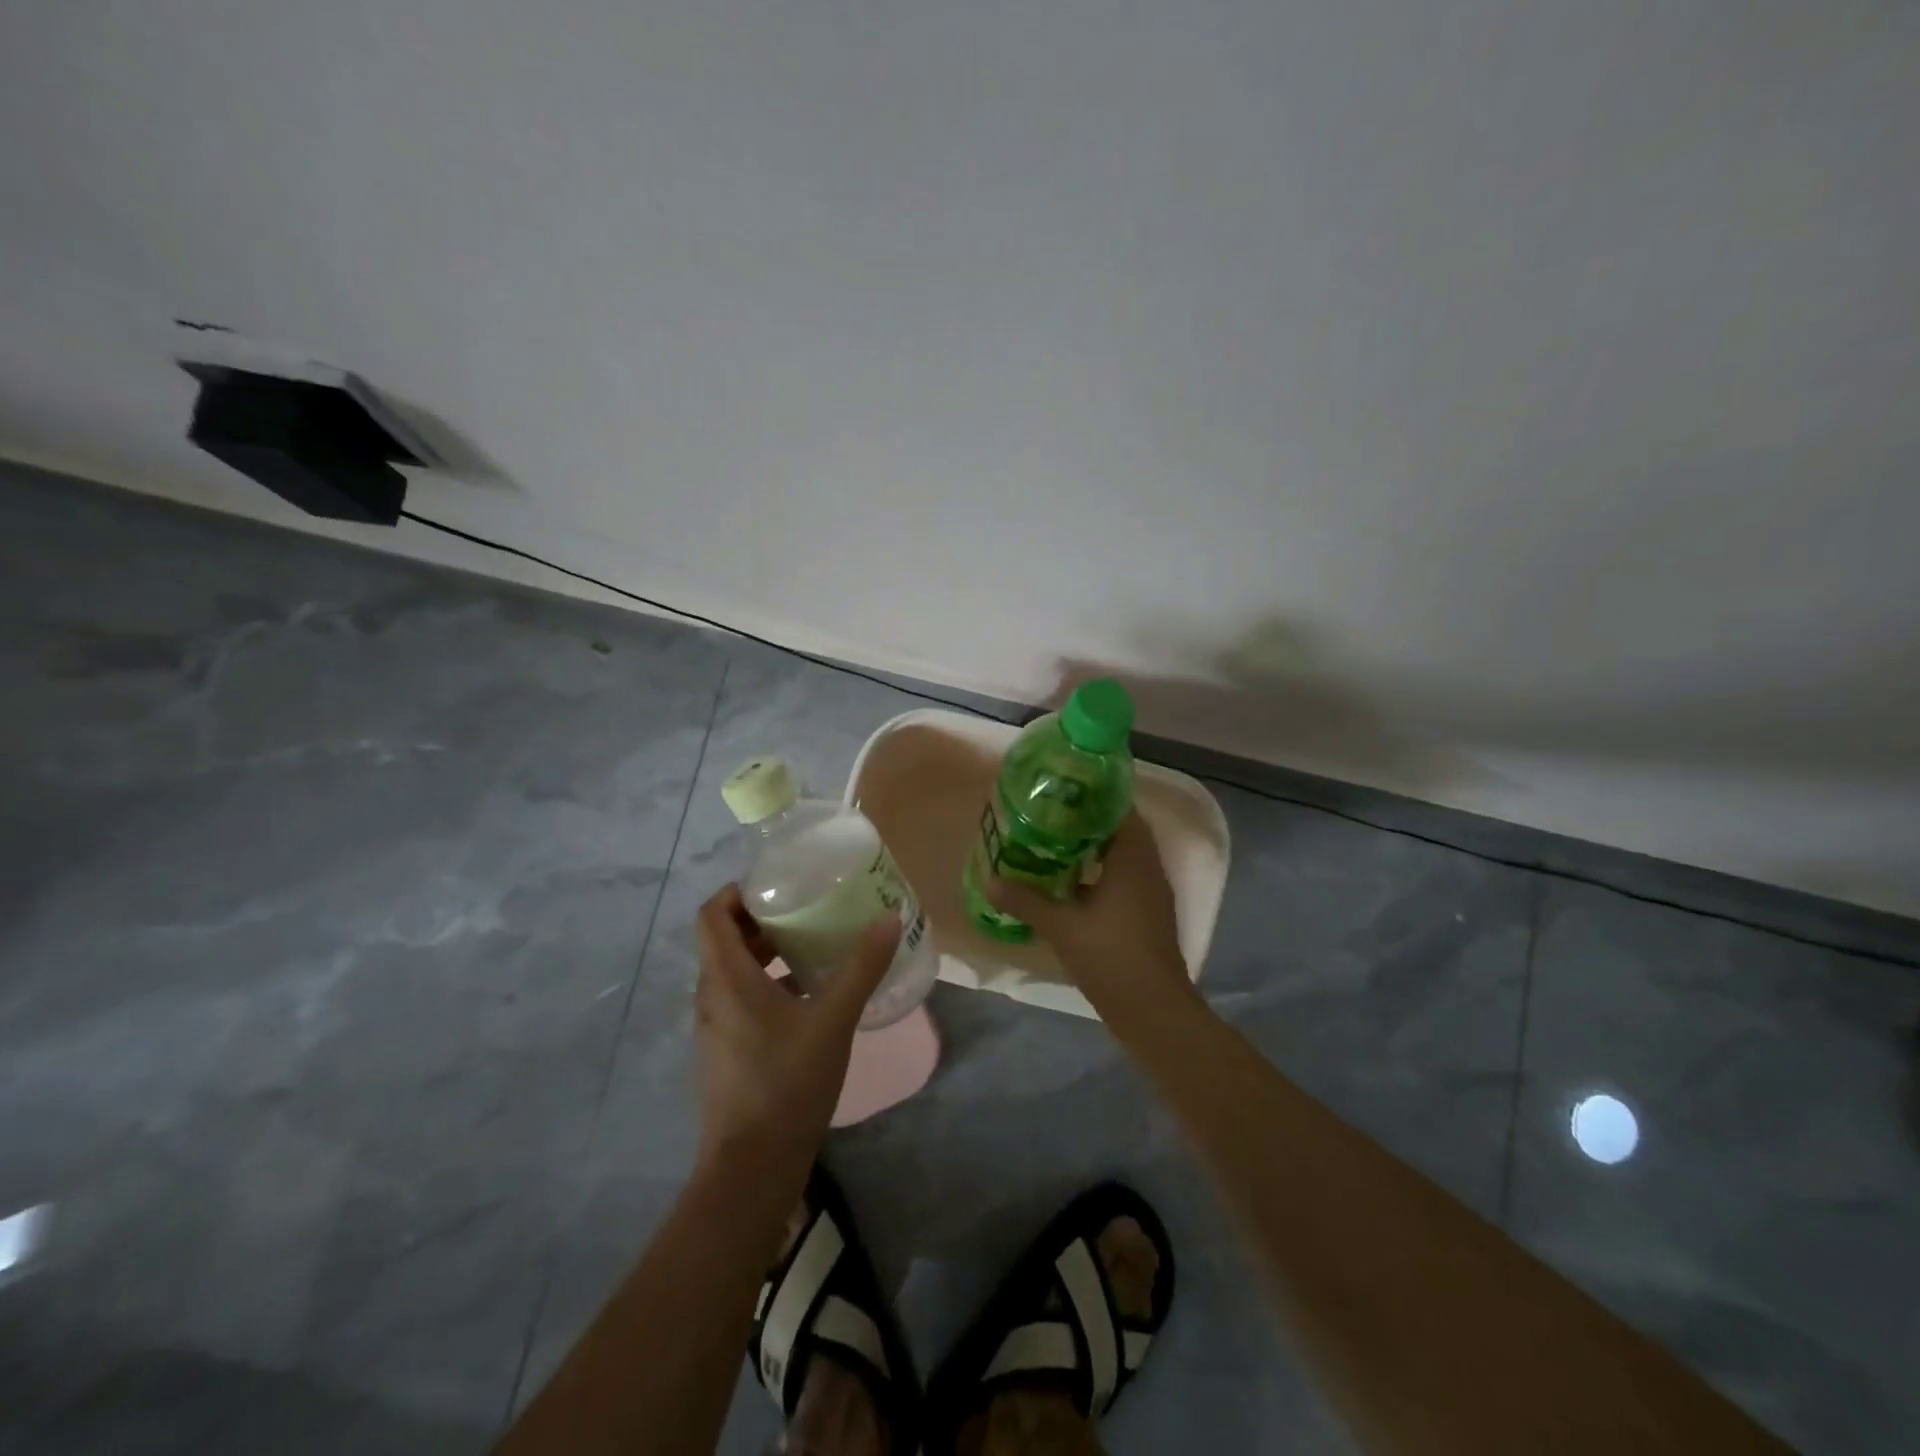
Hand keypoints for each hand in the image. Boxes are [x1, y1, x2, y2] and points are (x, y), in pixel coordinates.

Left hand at [692, 884, 899, 1172]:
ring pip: (735, 970)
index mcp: (726, 979)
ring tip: (814, 945)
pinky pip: (741, 998)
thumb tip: (889, 918)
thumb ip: (861, 967)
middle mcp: (712, 996)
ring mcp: (716, 1026)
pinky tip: (810, 994)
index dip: (738, 891)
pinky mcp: (728, 1050)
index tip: (780, 884)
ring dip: (767, 951)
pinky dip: (769, 982)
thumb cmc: (787, 1083)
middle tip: (807, 908)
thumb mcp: (833, 1020)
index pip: (712, 914)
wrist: (753, 1168)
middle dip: (762, 918)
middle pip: (725, 939)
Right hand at [988, 812, 1191, 1011]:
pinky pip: (1122, 880)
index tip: (1062, 790)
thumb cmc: (1111, 956)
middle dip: (1087, 822)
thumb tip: (990, 880)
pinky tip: (1067, 885)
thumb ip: (1026, 900)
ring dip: (1092, 850)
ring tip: (1052, 844)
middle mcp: (1148, 868)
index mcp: (1134, 858)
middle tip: (1048, 815)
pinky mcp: (1146, 915)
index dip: (1093, 796)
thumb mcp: (1061, 926)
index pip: (1120, 809)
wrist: (1153, 1010)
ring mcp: (1150, 893)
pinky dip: (1098, 875)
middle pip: (1119, 831)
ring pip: (1121, 857)